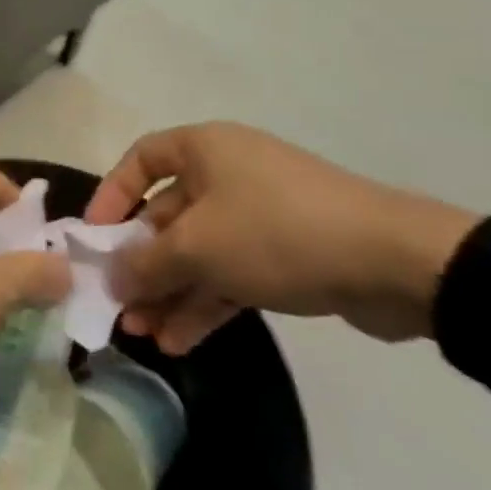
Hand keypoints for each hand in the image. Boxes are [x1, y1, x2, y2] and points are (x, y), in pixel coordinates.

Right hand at [86, 122, 479, 353]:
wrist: (395, 263)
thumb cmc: (276, 231)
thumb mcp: (199, 247)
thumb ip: (146, 262)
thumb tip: (111, 276)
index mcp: (204, 149)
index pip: (141, 160)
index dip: (112, 194)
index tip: (95, 236)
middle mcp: (226, 173)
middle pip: (168, 214)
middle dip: (142, 262)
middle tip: (119, 304)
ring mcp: (258, 214)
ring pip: (199, 251)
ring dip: (170, 290)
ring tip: (144, 334)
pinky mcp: (286, 253)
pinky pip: (230, 272)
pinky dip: (205, 302)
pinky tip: (180, 340)